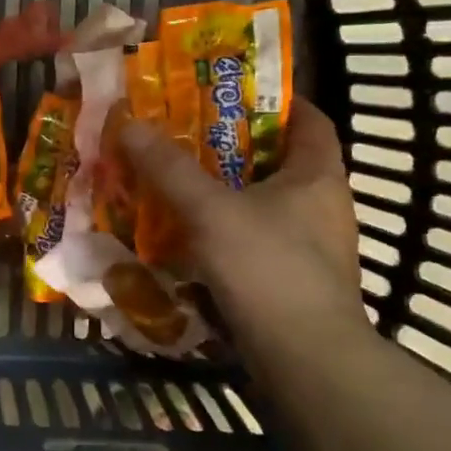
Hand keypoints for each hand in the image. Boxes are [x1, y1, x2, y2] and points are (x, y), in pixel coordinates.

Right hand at [118, 102, 371, 361]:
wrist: (305, 359)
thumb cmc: (268, 268)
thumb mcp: (210, 211)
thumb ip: (169, 168)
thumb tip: (128, 123)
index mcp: (317, 175)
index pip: (309, 119)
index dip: (275, 100)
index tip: (229, 91)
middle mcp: (322, 205)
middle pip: (279, 160)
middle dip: (234, 146)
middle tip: (185, 134)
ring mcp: (311, 246)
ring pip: (264, 203)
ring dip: (227, 191)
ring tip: (179, 181)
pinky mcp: (294, 280)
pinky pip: (256, 239)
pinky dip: (227, 230)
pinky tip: (191, 234)